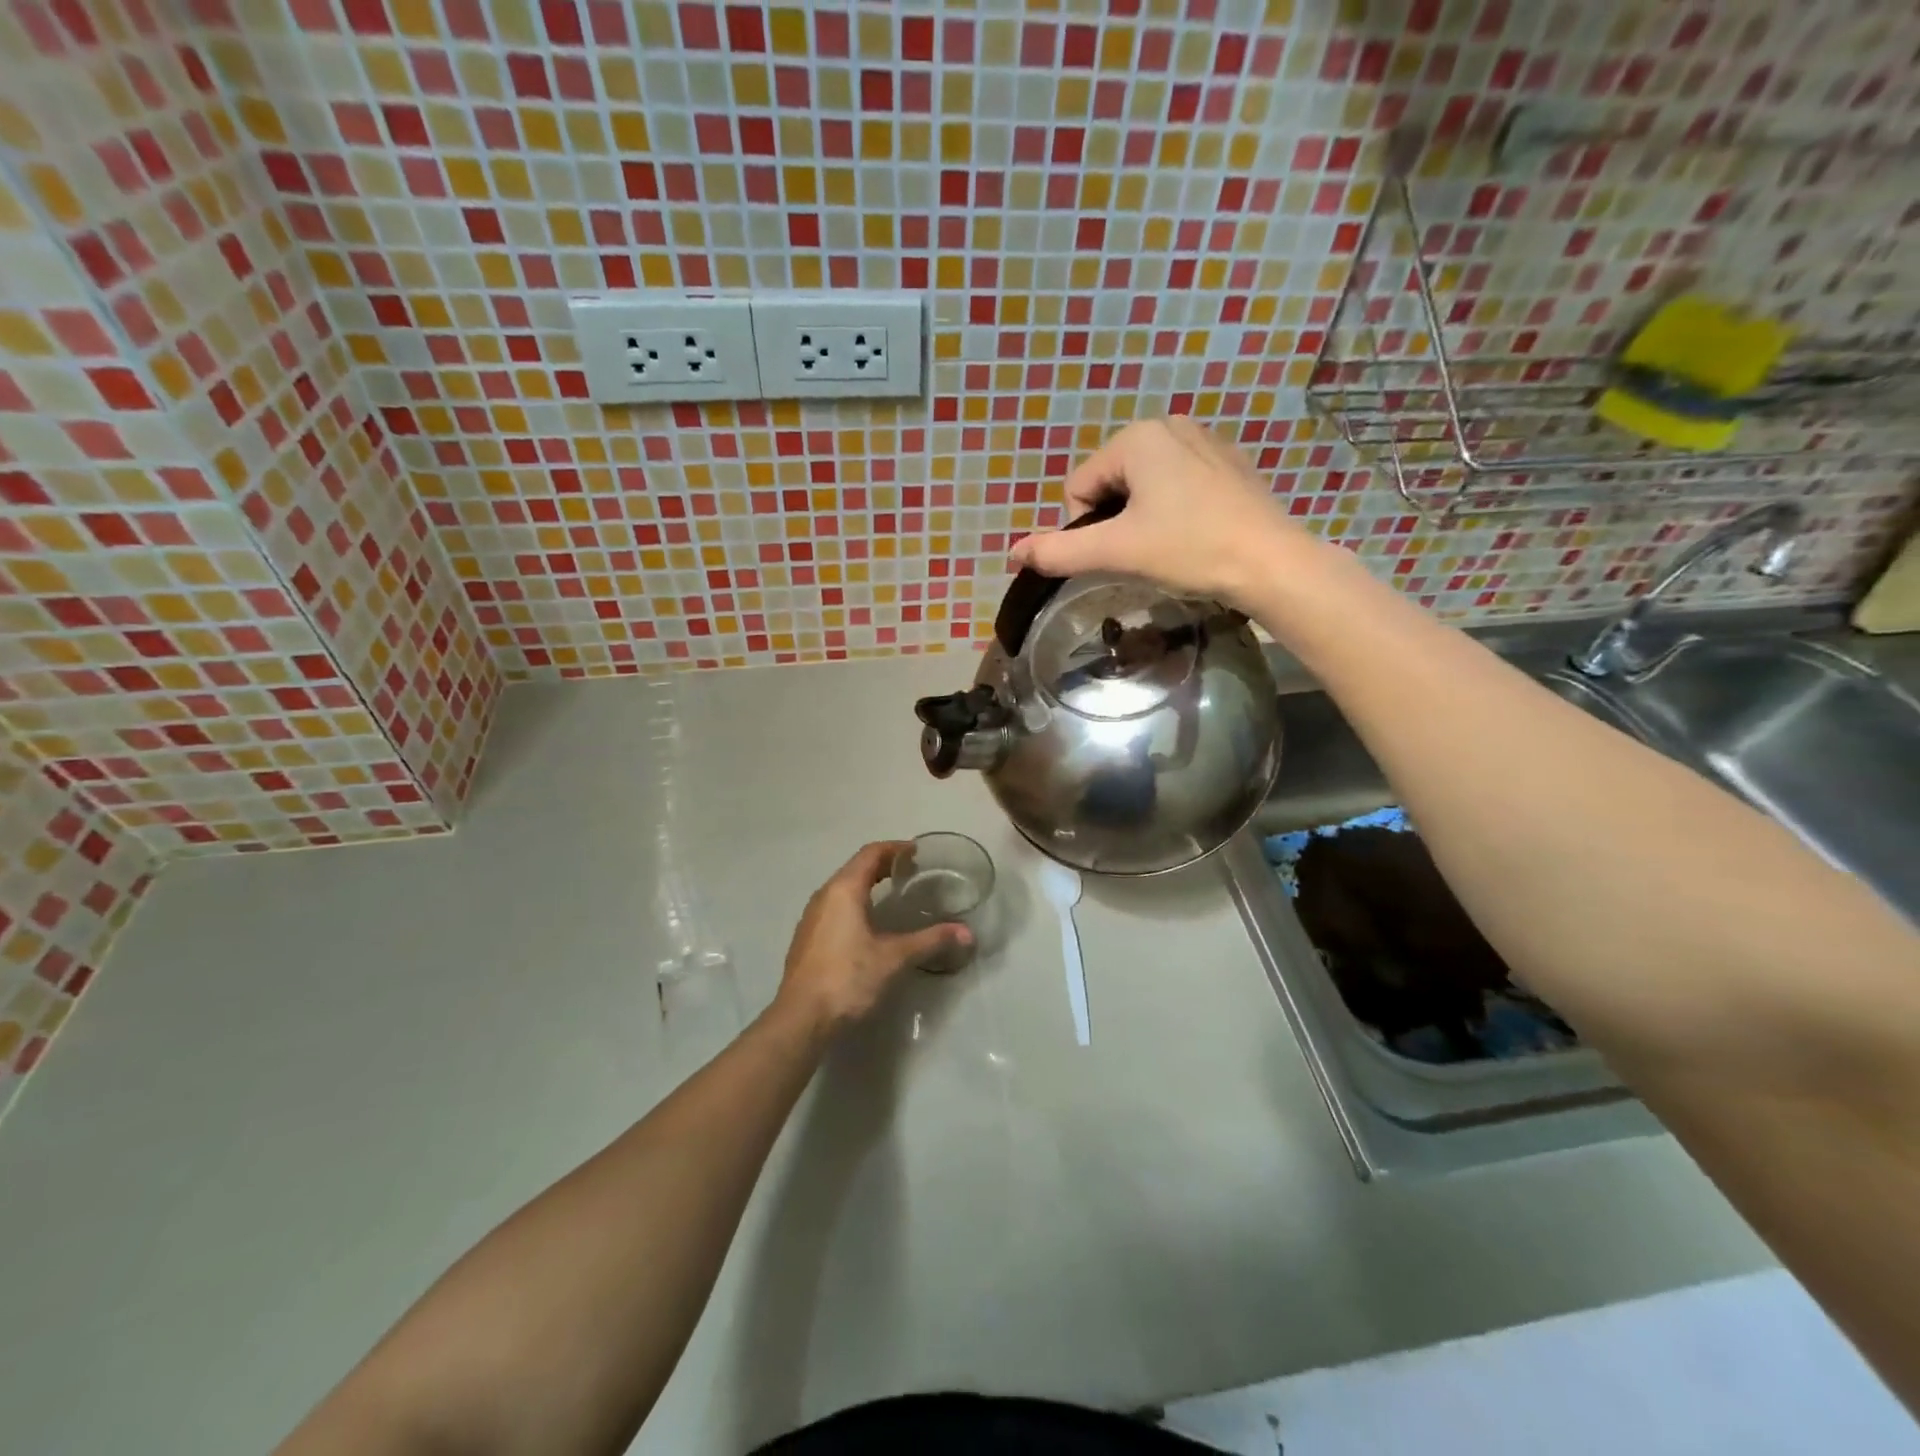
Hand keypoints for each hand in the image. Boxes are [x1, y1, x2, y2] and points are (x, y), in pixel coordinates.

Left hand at [775, 842, 968, 1032]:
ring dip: (868, 884)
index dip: (895, 848)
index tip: (917, 851)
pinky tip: (869, 924)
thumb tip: (967, 932)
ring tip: (893, 893)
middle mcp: (824, 896)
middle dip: (883, 865)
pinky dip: (855, 903)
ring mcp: (812, 918)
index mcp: (843, 890)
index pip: (870, 854)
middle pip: (856, 868)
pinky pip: (835, 907)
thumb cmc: (848, 978)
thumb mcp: (894, 958)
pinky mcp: (807, 939)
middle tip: (911, 871)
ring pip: (843, 888)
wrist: (801, 1019)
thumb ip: (930, 940)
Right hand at [1007, 417, 1320, 608]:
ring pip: (1144, 486)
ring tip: (1171, 544)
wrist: (1270, 563)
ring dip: (1143, 517)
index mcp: (1137, 437)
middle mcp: (1169, 425)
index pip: (1079, 487)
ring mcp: (1205, 440)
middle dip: (1116, 520)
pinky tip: (1195, 533)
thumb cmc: (1188, 549)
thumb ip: (1059, 551)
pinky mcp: (1229, 463)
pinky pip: (1178, 484)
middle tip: (1144, 551)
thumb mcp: (1116, 551)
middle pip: (1110, 483)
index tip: (1119, 550)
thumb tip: (1012, 554)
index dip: (1087, 527)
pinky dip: (1174, 510)